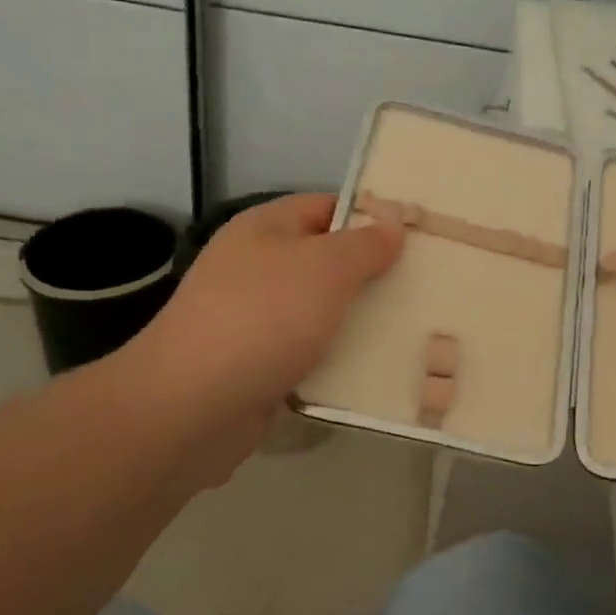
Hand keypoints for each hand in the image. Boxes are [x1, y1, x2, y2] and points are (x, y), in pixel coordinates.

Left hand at [112, 194, 402, 481]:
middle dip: (372, 274)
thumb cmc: (263, 318)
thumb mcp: (325, 268)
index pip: (327, 206)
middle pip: (327, 261)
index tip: (416, 235)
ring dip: (360, 321)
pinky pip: (310, 353)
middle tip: (425, 284)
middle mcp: (257, 267)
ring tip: (414, 327)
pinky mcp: (259, 365)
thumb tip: (391, 224)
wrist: (190, 408)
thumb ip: (364, 244)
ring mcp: (255, 319)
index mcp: (266, 229)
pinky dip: (338, 359)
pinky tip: (378, 369)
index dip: (370, 216)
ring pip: (321, 310)